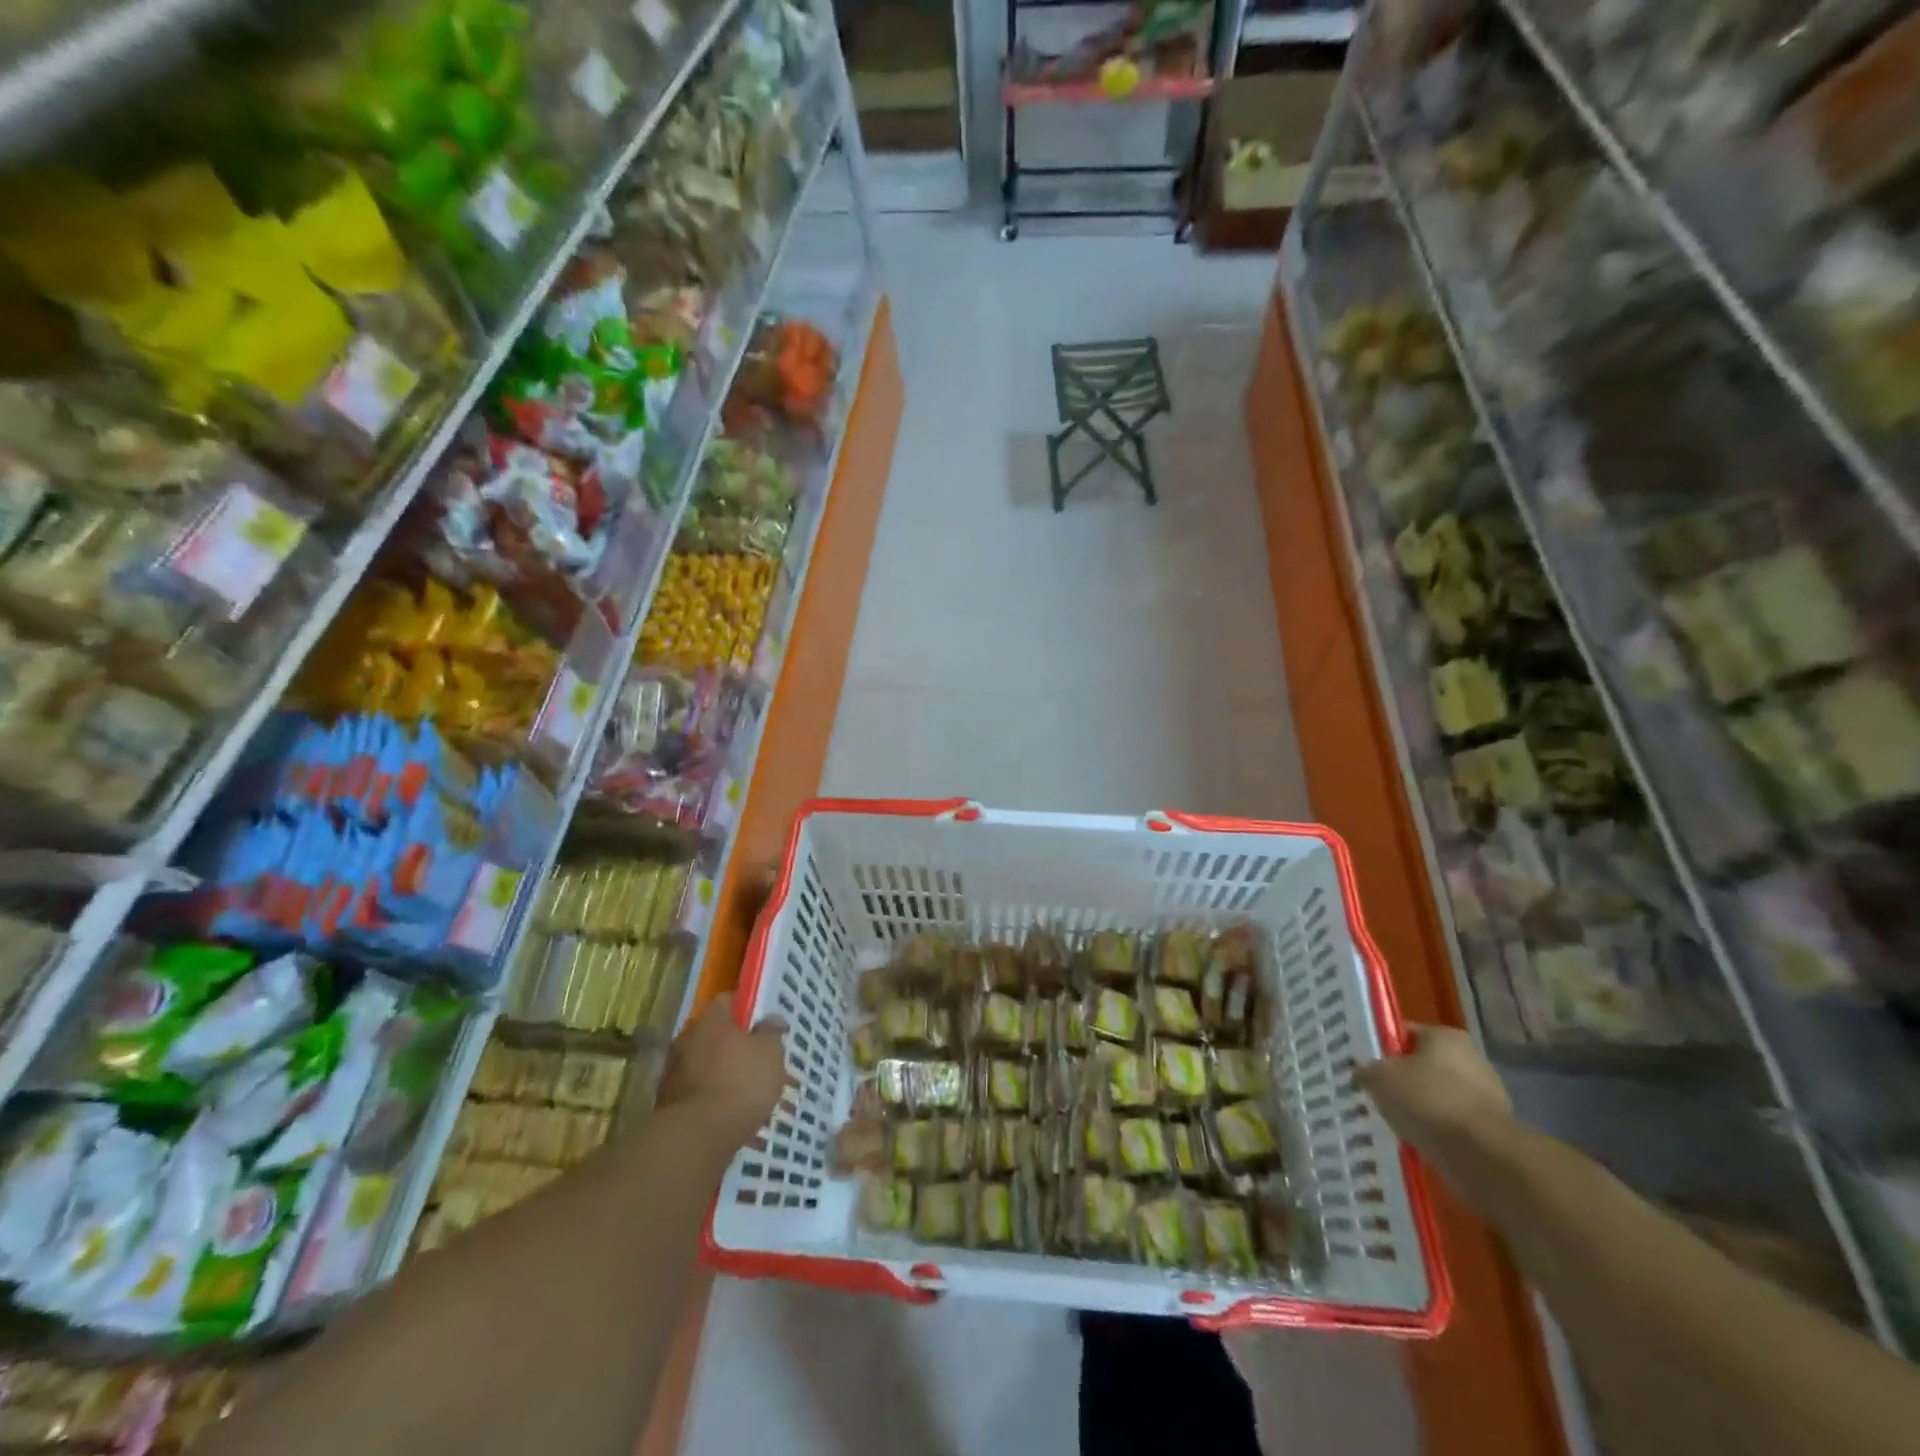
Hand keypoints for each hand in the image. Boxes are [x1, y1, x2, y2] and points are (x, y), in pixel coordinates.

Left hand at [657, 994, 789, 1146]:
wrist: (696, 1138)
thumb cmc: (740, 1083)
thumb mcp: (770, 1053)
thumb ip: (771, 1032)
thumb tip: (772, 1018)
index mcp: (711, 1019)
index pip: (728, 1000)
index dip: (747, 1009)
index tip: (763, 1024)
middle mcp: (687, 1038)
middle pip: (715, 1033)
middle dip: (734, 1045)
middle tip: (758, 1060)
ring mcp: (674, 1071)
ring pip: (706, 1064)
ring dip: (722, 1072)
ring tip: (747, 1092)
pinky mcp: (668, 1102)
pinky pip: (698, 1090)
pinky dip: (712, 1097)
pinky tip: (730, 1113)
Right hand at [1354, 1025, 1512, 1173]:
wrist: (1484, 1157)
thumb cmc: (1428, 1101)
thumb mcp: (1379, 1077)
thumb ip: (1366, 1069)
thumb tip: (1363, 1072)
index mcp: (1445, 1035)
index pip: (1403, 1034)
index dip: (1380, 1048)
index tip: (1364, 1067)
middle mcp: (1471, 1058)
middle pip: (1422, 1065)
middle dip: (1401, 1080)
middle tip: (1376, 1095)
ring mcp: (1487, 1095)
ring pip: (1436, 1096)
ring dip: (1419, 1108)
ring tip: (1395, 1122)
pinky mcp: (1493, 1129)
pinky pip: (1452, 1123)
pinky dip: (1436, 1130)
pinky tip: (1418, 1141)